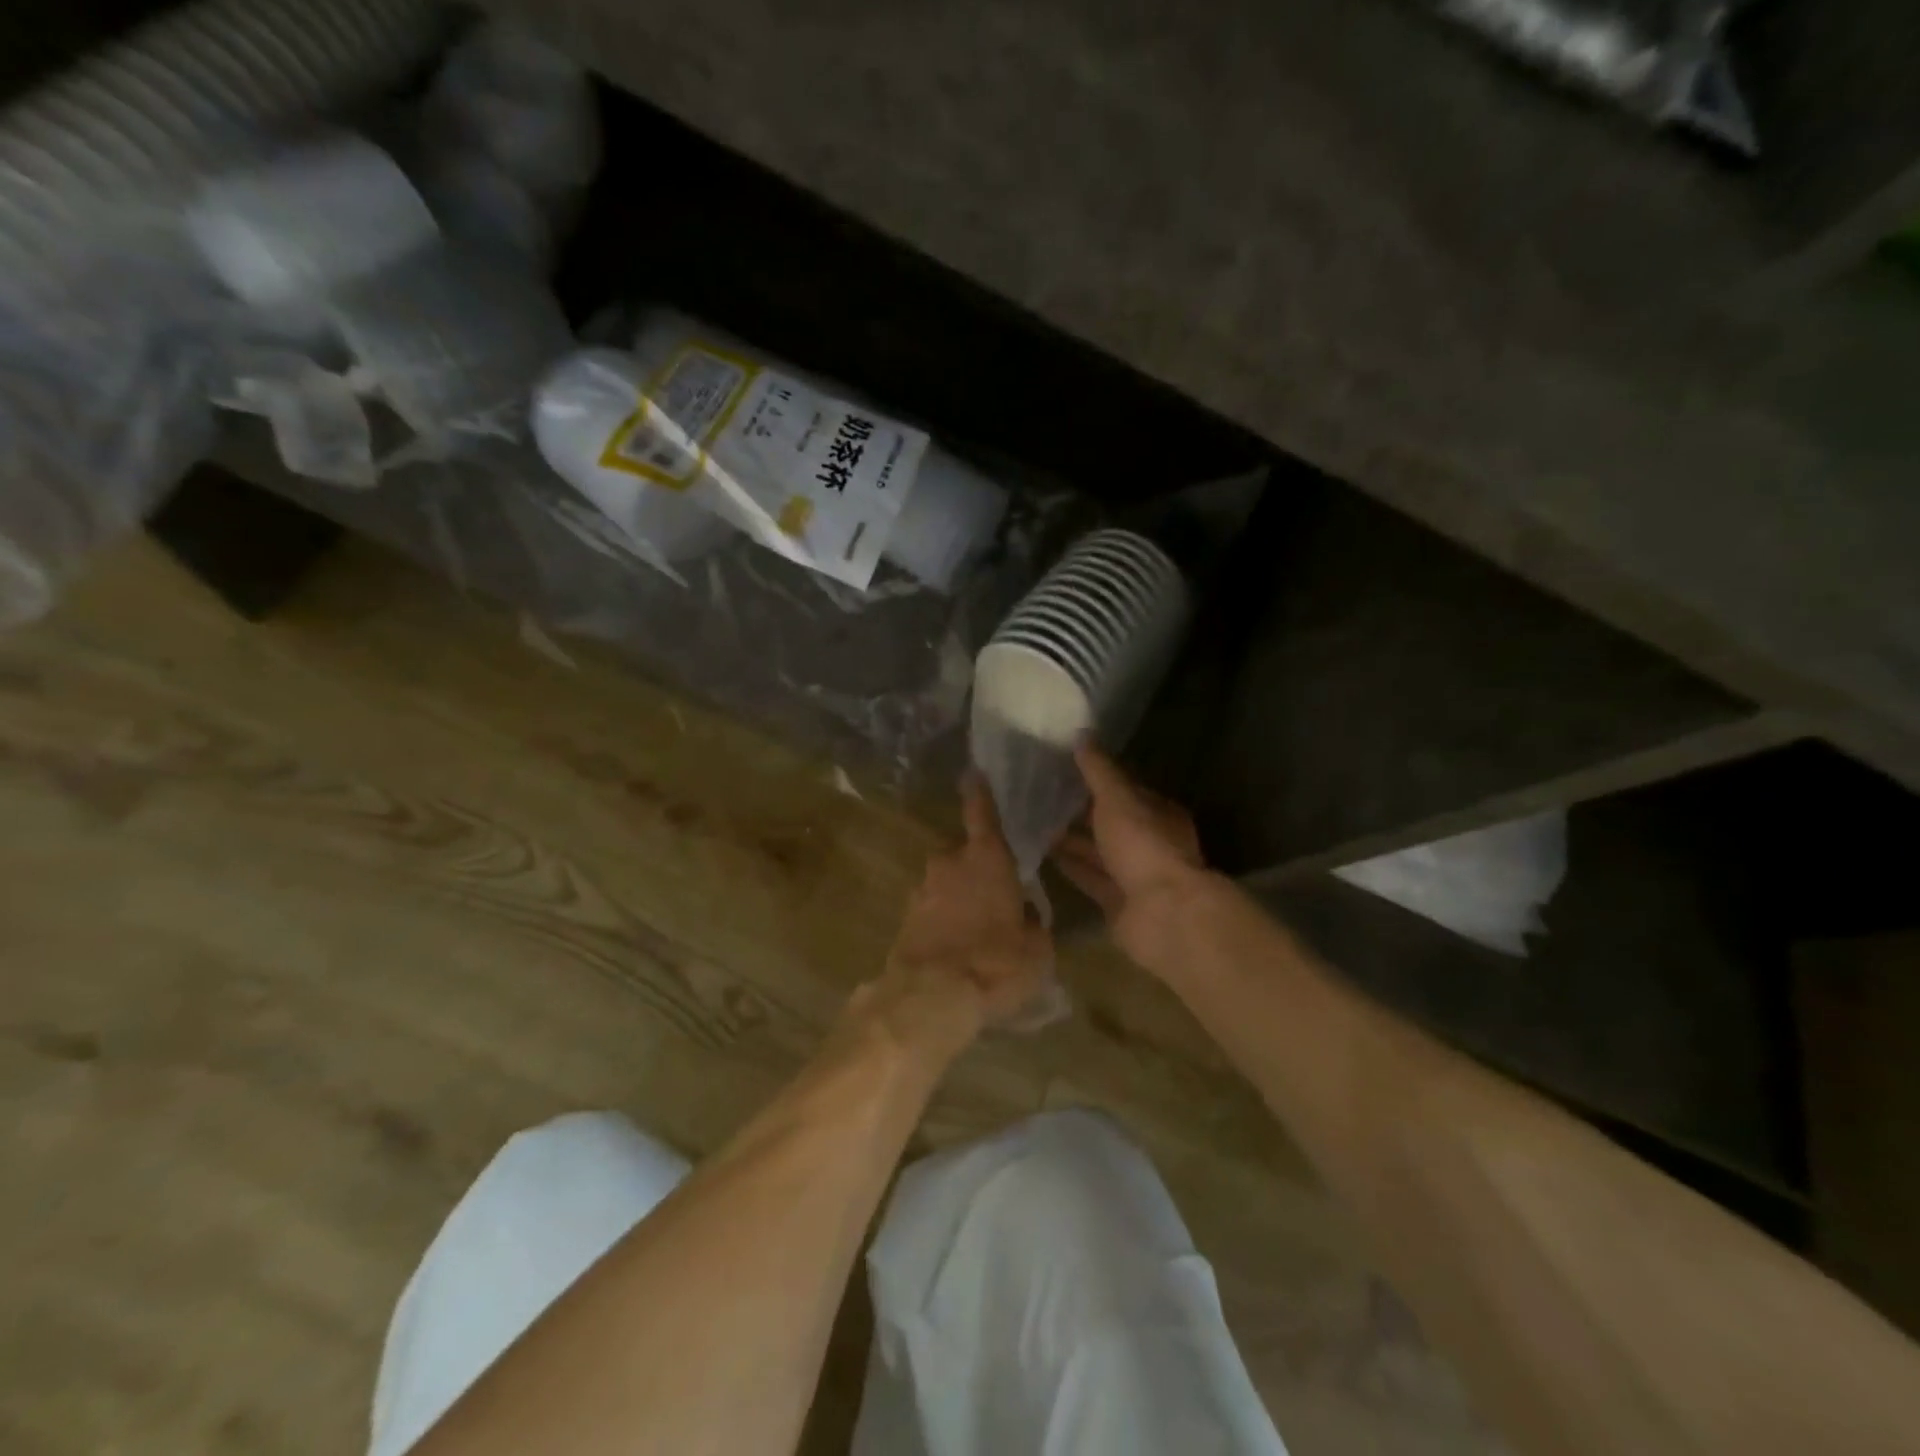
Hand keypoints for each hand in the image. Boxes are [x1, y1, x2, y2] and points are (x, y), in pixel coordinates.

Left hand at [856, 780, 1051, 1060]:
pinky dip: (943, 919)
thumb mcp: (1037, 948)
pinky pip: (931, 908)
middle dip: (975, 864)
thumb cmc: (995, 962)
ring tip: (977, 928)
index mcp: (986, 857)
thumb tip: (1026, 915)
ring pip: (945, 882)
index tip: (973, 773)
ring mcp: (921, 889)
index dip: (979, 792)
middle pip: (962, 851)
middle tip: (995, 891)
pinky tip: (956, 947)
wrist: (930, 997)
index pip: (982, 812)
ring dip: (958, 895)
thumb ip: (1034, 923)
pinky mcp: (904, 918)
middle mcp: (948, 863)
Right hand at [1052, 743, 1212, 969]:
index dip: (1098, 778)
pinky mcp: (1116, 901)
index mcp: (1158, 813)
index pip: (1126, 790)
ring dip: (1070, 839)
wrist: (1163, 915)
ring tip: (1034, 820)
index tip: (1064, 767)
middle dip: (1080, 810)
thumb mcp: (1118, 800)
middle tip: (1040, 793)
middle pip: (1110, 822)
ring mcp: (1133, 874)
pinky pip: (1089, 877)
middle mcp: (1148, 842)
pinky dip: (1069, 866)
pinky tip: (1042, 853)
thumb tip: (1081, 734)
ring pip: (1097, 851)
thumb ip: (1098, 770)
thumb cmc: (1144, 846)